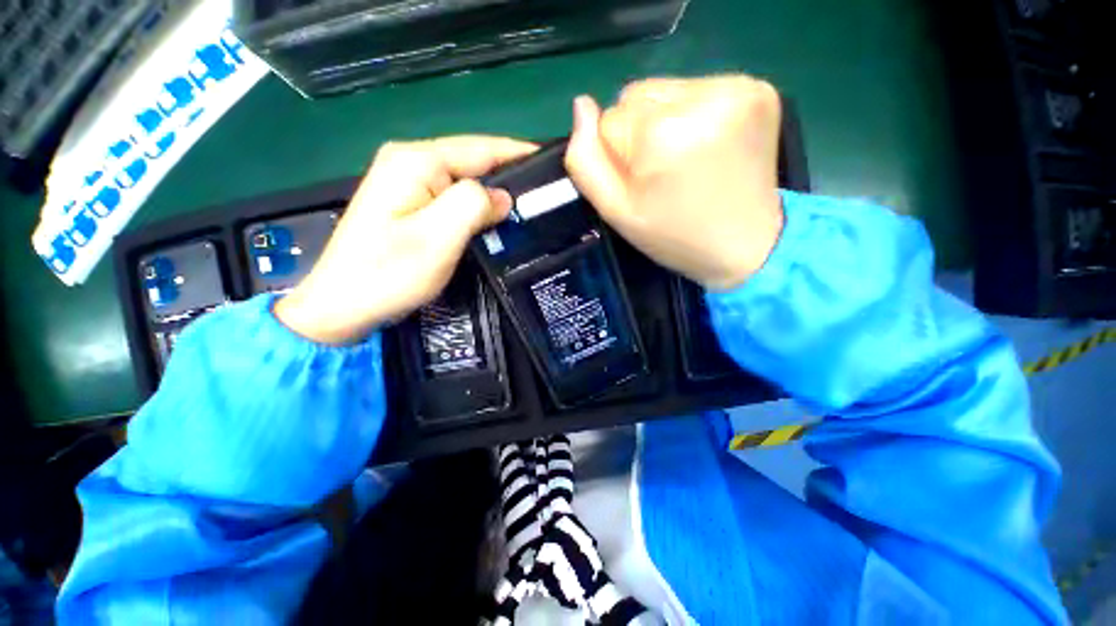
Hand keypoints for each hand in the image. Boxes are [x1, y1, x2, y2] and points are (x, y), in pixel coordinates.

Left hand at [276, 136, 536, 343]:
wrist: (343, 304)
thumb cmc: (389, 273)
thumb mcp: (438, 237)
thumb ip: (473, 205)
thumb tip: (502, 197)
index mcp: (417, 162)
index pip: (481, 147)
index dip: (518, 153)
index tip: (552, 162)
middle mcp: (410, 162)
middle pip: (472, 160)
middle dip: (508, 175)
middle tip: (543, 194)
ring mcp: (406, 182)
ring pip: (464, 180)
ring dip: (493, 193)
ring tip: (526, 206)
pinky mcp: (407, 203)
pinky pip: (452, 196)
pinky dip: (476, 206)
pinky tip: (493, 218)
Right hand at [565, 75, 783, 290]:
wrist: (745, 245)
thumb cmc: (673, 235)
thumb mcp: (617, 212)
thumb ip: (586, 162)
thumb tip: (581, 105)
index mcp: (662, 133)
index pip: (609, 119)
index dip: (618, 154)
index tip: (643, 183)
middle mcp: (703, 97)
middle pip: (637, 96)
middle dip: (640, 133)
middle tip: (665, 174)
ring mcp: (737, 87)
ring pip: (665, 90)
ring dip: (665, 122)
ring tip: (687, 161)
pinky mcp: (758, 87)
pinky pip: (699, 88)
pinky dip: (694, 115)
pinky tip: (709, 147)